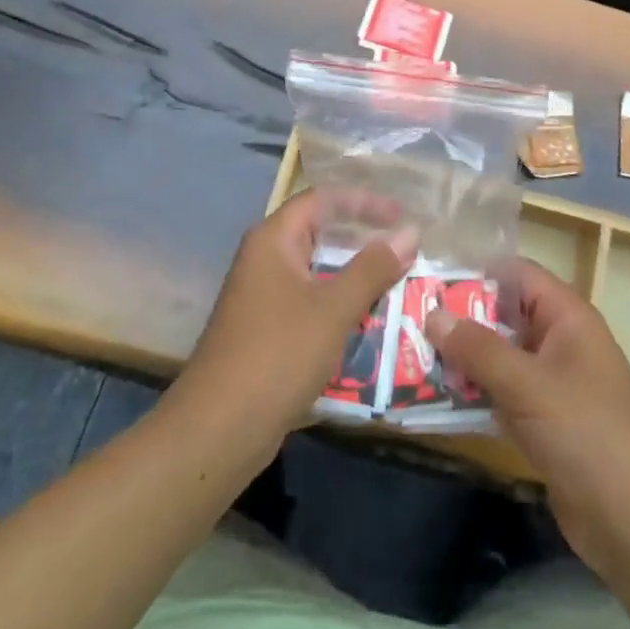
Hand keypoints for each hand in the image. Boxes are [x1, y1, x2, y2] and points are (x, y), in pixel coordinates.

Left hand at [172, 189, 417, 461]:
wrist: (219, 429)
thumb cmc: (278, 354)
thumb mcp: (334, 308)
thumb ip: (373, 267)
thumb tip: (410, 232)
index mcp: (272, 240)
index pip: (322, 200)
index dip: (363, 202)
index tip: (401, 216)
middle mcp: (263, 259)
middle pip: (318, 232)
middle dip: (361, 237)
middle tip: (404, 245)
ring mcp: (261, 295)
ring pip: (315, 270)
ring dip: (353, 273)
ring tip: (395, 279)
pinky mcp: (265, 329)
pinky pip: (309, 300)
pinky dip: (338, 302)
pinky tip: (366, 318)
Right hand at [425, 260, 629, 578]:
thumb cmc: (589, 435)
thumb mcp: (529, 385)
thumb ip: (479, 348)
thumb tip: (432, 313)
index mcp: (567, 318)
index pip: (517, 275)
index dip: (476, 270)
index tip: (427, 273)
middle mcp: (558, 342)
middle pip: (502, 315)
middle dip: (458, 317)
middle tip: (405, 314)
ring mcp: (550, 385)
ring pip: (497, 358)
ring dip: (460, 359)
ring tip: (406, 351)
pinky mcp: (542, 424)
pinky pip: (499, 395)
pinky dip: (471, 394)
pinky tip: (430, 396)